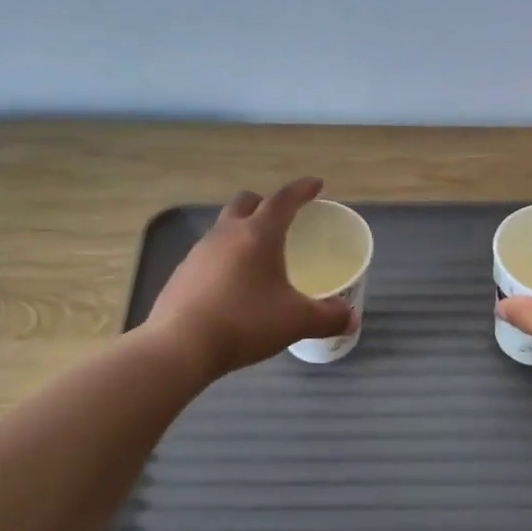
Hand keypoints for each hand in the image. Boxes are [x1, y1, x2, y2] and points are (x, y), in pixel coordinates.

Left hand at [143, 178, 354, 379]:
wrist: (180, 345)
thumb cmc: (245, 322)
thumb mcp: (296, 321)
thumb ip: (328, 317)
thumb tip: (351, 317)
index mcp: (258, 234)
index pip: (284, 200)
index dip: (302, 190)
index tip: (316, 185)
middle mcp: (226, 234)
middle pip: (246, 203)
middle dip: (266, 204)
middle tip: (283, 219)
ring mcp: (199, 252)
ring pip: (224, 228)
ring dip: (242, 231)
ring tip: (258, 255)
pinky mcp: (182, 274)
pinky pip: (209, 255)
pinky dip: (225, 258)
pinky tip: (233, 285)